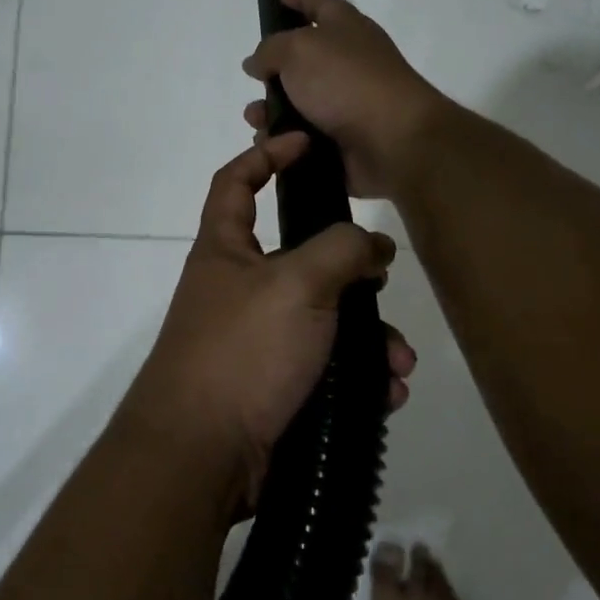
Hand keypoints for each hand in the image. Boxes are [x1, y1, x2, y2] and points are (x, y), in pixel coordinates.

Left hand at [121, 132, 416, 510]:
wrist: (202, 456)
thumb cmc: (242, 350)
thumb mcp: (297, 284)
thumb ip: (341, 250)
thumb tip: (372, 247)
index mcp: (226, 250)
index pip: (236, 182)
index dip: (266, 155)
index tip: (305, 143)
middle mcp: (239, 289)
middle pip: (302, 259)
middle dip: (350, 271)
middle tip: (383, 282)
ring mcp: (257, 342)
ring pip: (325, 320)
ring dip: (367, 337)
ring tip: (397, 363)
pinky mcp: (275, 388)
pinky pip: (326, 369)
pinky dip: (358, 377)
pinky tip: (385, 393)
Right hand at [242, 0, 450, 198]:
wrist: (393, 141)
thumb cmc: (346, 81)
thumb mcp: (298, 50)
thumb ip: (270, 50)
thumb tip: (257, 63)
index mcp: (346, 29)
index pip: (318, 4)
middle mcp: (349, 63)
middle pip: (304, 59)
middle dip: (273, 70)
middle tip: (252, 77)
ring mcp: (347, 104)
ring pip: (297, 104)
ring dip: (271, 111)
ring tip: (255, 120)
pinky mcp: (343, 141)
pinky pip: (302, 138)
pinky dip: (283, 141)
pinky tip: (268, 144)